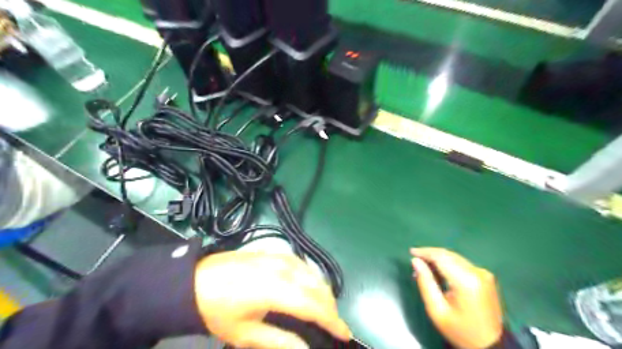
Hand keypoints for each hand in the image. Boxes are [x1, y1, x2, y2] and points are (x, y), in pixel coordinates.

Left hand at [194, 250, 348, 348]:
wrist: (195, 280)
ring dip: (323, 291)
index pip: (313, 305)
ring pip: (312, 273)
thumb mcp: (245, 333)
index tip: (344, 334)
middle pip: (317, 287)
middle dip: (330, 307)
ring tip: (326, 308)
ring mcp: (279, 257)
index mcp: (275, 290)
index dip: (332, 320)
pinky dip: (312, 278)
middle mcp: (282, 269)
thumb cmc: (218, 311)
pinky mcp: (274, 252)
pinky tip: (310, 286)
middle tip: (335, 324)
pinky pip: (302, 264)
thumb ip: (279, 341)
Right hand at [411, 248, 501, 347]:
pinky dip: (448, 264)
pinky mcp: (486, 277)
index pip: (441, 257)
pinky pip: (462, 264)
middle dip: (430, 255)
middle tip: (416, 261)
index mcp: (465, 281)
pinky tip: (439, 272)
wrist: (490, 346)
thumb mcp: (437, 310)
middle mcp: (477, 272)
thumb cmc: (460, 330)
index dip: (425, 252)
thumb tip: (415, 261)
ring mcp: (483, 273)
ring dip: (439, 259)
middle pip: (448, 255)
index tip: (411, 252)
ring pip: (455, 258)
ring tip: (424, 268)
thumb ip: (425, 282)